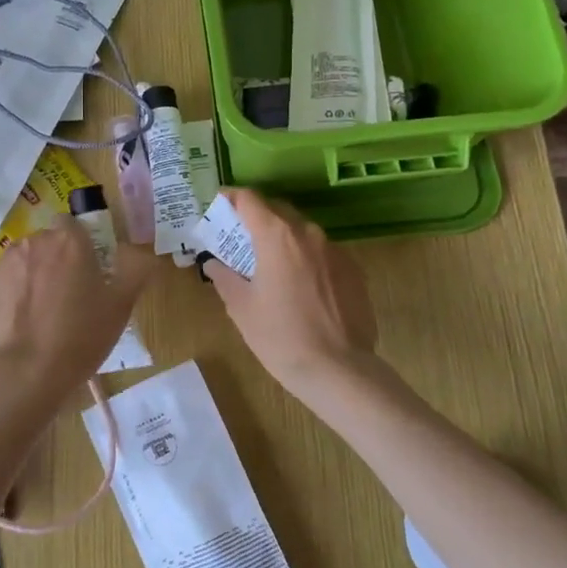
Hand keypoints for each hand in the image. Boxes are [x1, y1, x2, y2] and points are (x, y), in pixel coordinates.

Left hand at [0, 218, 152, 410]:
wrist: (27, 372)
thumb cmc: (81, 336)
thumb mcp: (121, 305)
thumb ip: (136, 269)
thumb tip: (141, 251)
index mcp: (71, 241)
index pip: (73, 225)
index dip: (79, 244)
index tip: (86, 270)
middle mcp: (36, 240)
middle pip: (48, 241)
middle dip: (55, 259)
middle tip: (66, 295)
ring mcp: (6, 259)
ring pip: (24, 257)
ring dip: (31, 272)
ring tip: (39, 309)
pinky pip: (2, 276)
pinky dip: (9, 289)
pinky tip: (17, 317)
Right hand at [202, 189, 377, 393]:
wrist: (340, 370)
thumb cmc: (281, 337)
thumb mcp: (241, 308)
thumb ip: (224, 277)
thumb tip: (213, 263)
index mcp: (277, 236)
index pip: (249, 199)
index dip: (230, 197)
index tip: (218, 205)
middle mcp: (308, 233)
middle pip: (277, 211)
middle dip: (255, 219)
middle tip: (238, 239)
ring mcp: (335, 250)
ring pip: (302, 232)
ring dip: (282, 239)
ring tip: (269, 265)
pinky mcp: (354, 270)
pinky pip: (322, 253)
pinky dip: (305, 259)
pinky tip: (299, 287)